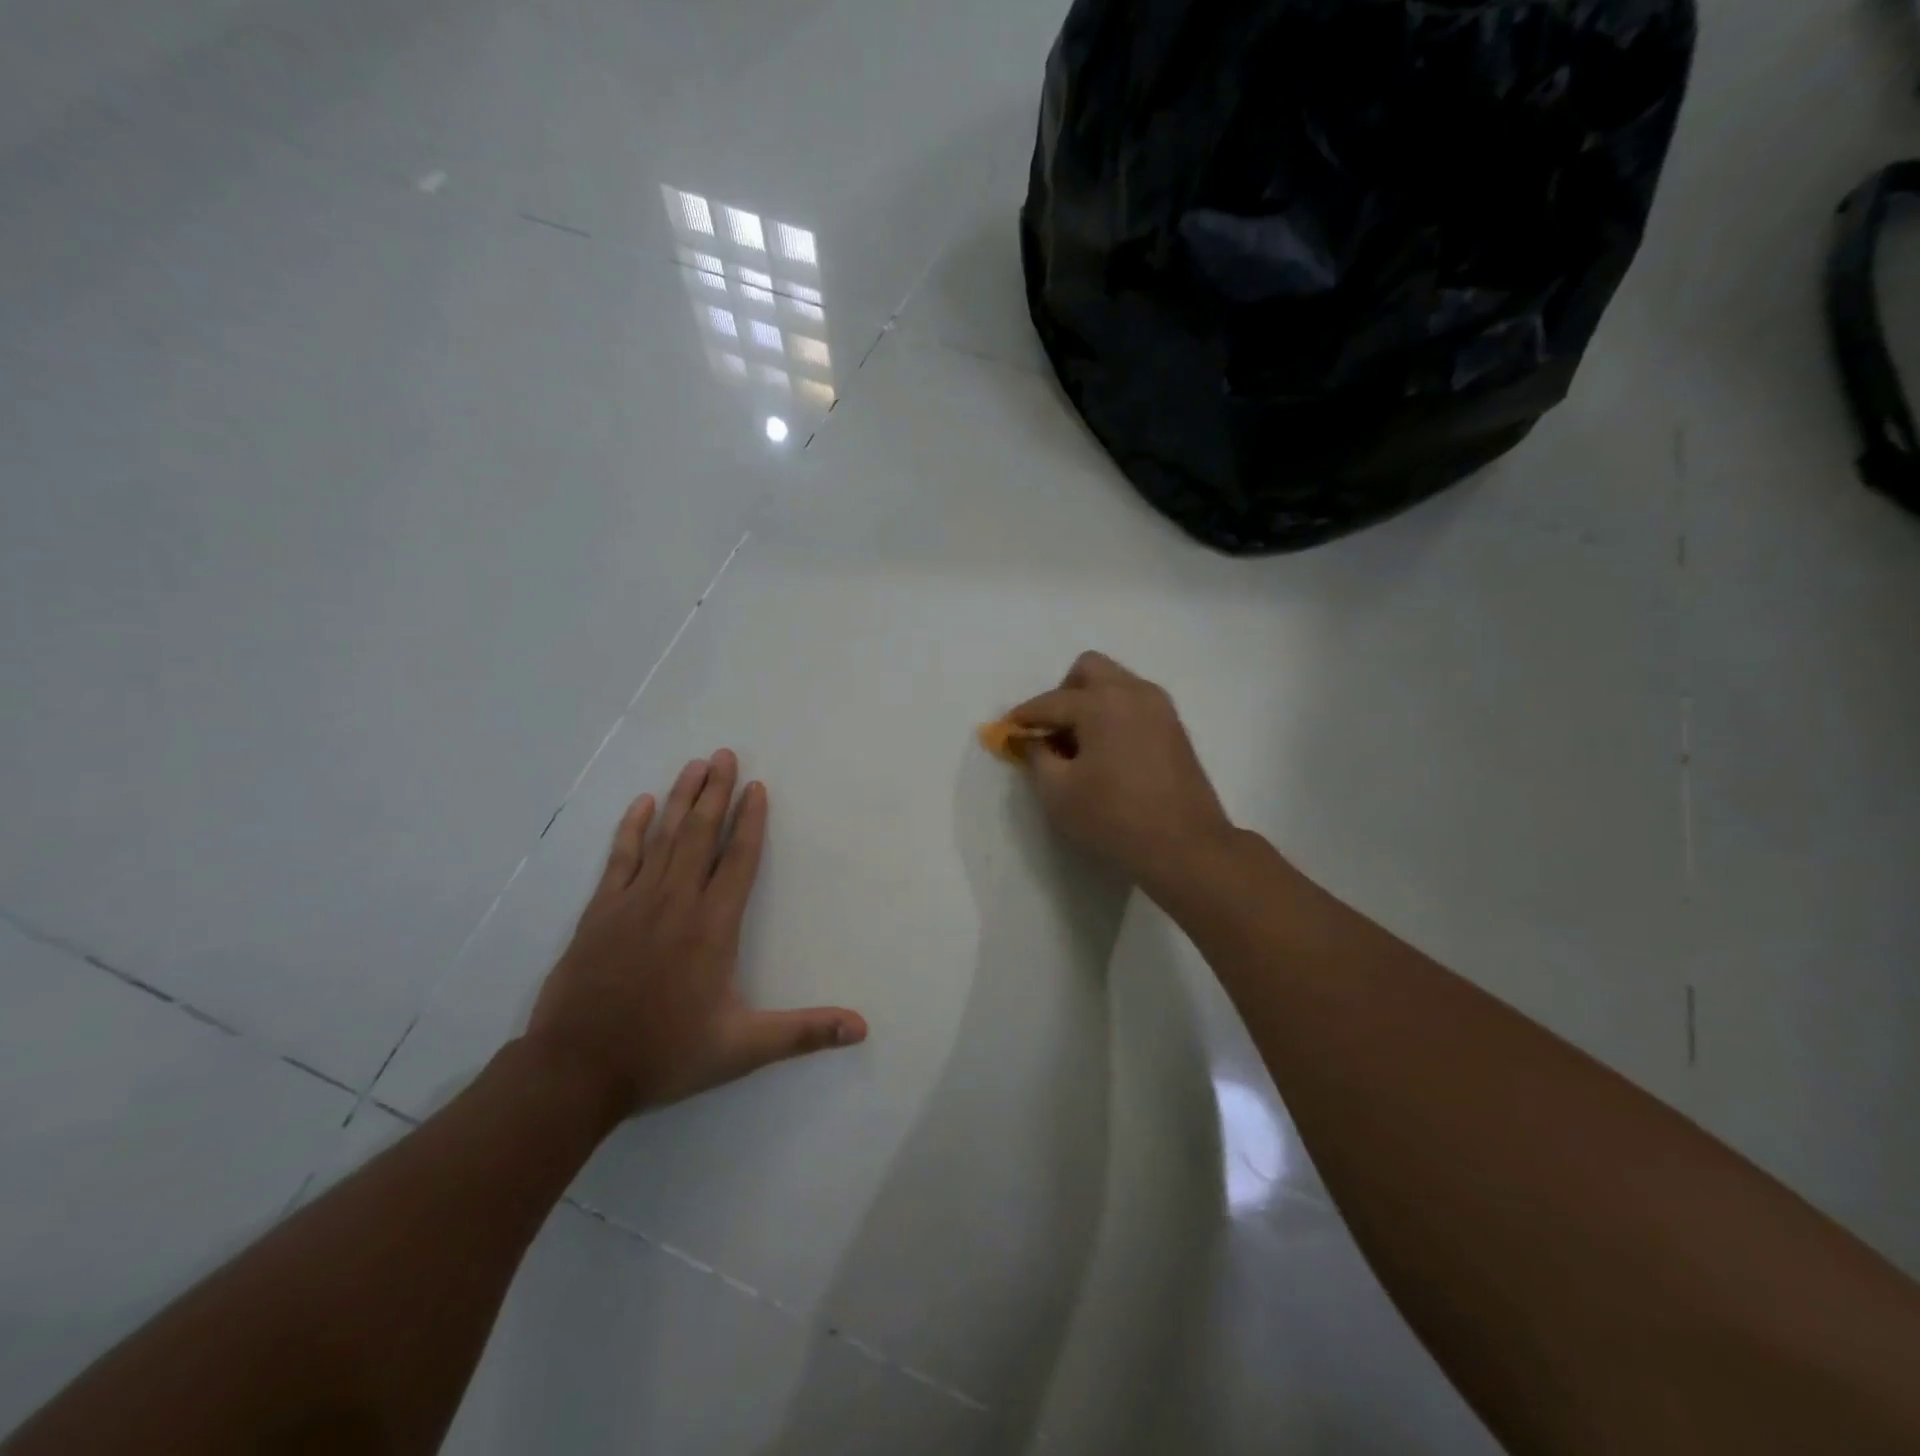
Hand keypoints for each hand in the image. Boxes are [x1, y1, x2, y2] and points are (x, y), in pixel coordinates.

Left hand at [525, 750, 866, 1121]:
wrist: (576, 1070)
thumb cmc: (665, 1054)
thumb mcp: (742, 1049)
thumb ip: (803, 1032)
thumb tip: (862, 1028)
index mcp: (713, 927)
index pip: (739, 861)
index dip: (751, 822)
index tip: (757, 788)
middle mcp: (676, 902)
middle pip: (701, 835)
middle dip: (716, 792)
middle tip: (725, 754)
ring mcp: (633, 902)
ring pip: (664, 837)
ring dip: (681, 798)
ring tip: (695, 765)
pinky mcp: (600, 911)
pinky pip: (620, 858)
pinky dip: (632, 828)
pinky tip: (642, 803)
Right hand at [1010, 652, 1235, 897]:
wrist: (1185, 846)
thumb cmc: (1113, 817)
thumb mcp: (1058, 792)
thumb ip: (1036, 756)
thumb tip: (1030, 738)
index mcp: (1101, 702)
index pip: (1050, 702)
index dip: (1023, 717)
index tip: (1006, 731)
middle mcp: (1133, 692)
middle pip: (1089, 669)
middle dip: (1063, 693)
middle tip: (1052, 730)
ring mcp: (1160, 707)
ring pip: (1116, 683)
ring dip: (1091, 702)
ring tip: (1079, 743)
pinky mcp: (1174, 727)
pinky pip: (1134, 703)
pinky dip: (1114, 714)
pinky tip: (1106, 751)